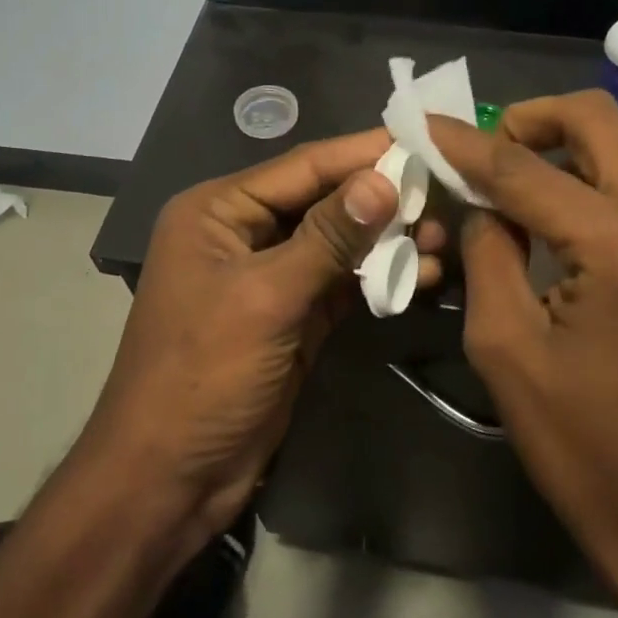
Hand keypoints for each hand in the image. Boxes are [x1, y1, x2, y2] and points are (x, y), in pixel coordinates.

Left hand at [84, 129, 444, 539]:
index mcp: (218, 211)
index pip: (303, 166)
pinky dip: (379, 279)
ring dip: (388, 242)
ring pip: (339, 244)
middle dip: (383, 200)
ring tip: (444, 241)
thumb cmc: (202, 375)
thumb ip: (327, 237)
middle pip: (325, 202)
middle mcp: (243, 233)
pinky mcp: (294, 318)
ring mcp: (271, 278)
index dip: (363, 153)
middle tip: (447, 197)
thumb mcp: (265, 298)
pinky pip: (342, 284)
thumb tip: (384, 179)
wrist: (170, 477)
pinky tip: (423, 275)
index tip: (426, 140)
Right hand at [428, 94, 617, 617]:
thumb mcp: (502, 343)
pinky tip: (558, 205)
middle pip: (602, 122)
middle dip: (533, 120)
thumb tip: (480, 200)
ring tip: (515, 172)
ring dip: (568, 143)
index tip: (427, 127)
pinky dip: (596, 173)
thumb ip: (487, 251)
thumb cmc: (573, 438)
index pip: (528, 172)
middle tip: (484, 149)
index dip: (468, 146)